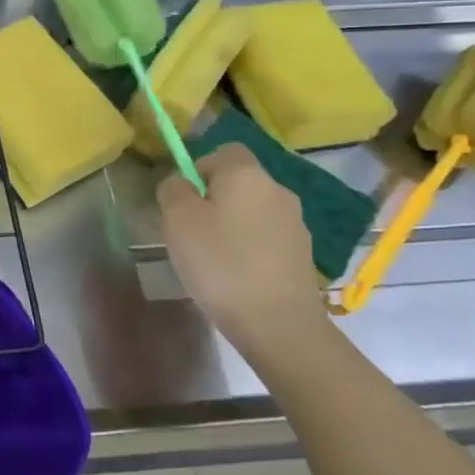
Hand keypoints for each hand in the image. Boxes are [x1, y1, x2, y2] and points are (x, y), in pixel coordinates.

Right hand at [157, 143, 328, 358]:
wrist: (278, 324)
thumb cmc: (220, 262)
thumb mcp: (178, 220)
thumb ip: (173, 189)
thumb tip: (181, 183)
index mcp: (247, 174)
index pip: (223, 150)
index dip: (199, 167)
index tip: (184, 199)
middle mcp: (277, 190)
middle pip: (238, 182)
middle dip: (213, 199)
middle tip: (190, 231)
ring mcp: (295, 224)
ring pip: (251, 211)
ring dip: (231, 225)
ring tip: (212, 258)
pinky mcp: (302, 254)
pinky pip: (265, 237)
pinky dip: (248, 248)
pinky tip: (235, 276)